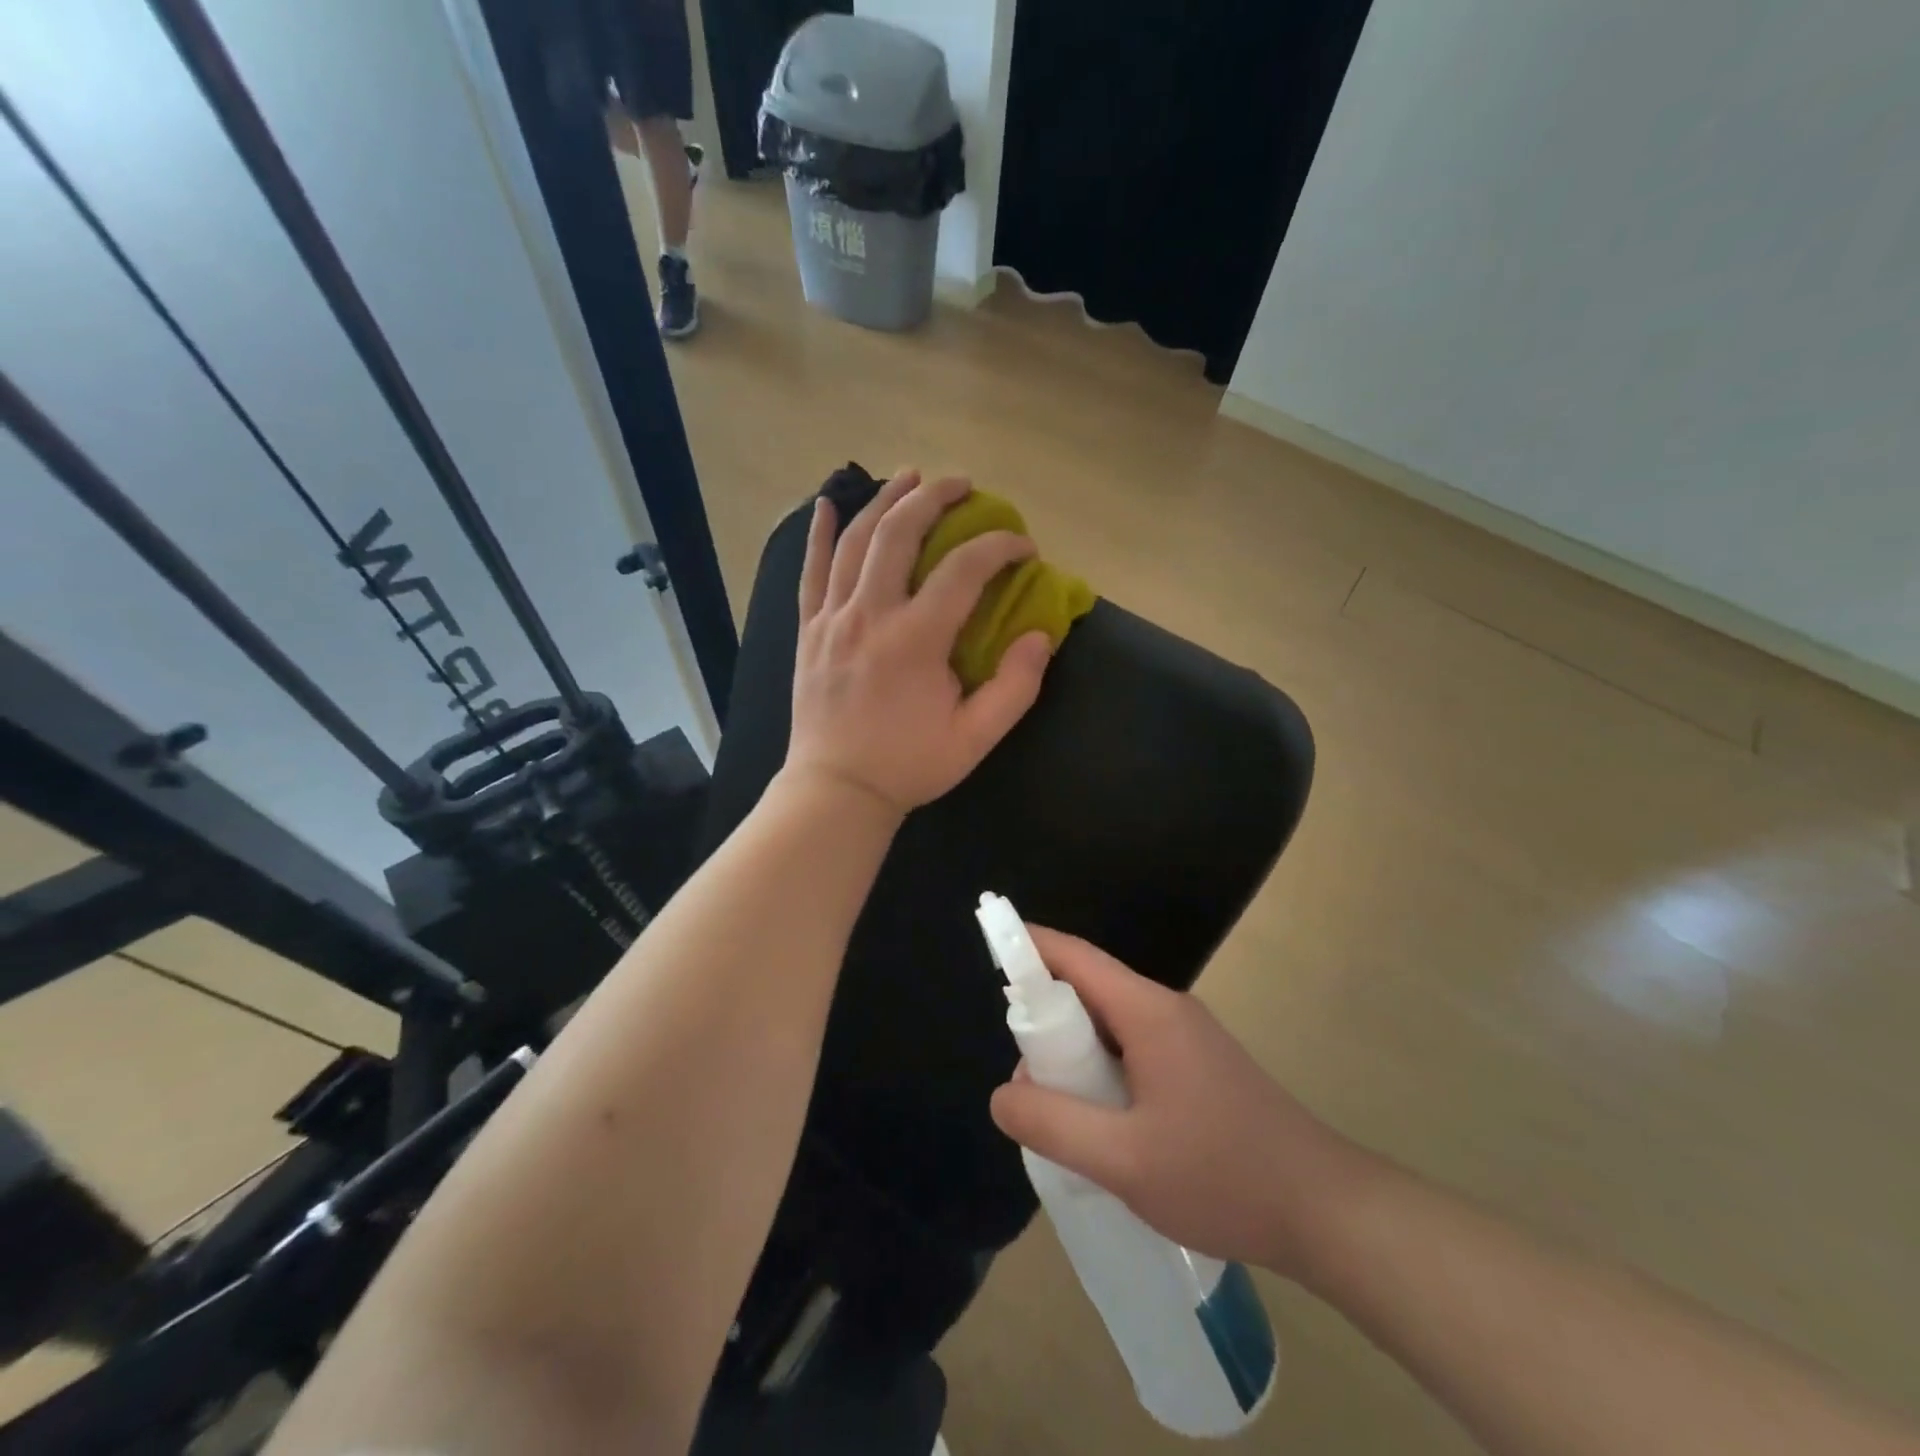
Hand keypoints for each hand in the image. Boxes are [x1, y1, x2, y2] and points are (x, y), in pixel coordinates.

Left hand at [783, 470, 1052, 817]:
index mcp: (915, 640)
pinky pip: (810, 570)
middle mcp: (870, 615)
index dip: (1000, 548)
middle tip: (963, 484)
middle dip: (936, 497)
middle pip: (900, 533)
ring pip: (855, 540)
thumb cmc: (909, 766)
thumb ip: (1015, 686)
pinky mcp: (809, 630)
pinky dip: (819, 533)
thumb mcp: (975, 738)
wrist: (837, 790)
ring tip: (909, 476)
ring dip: (884, 500)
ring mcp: (832, 618)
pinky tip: (826, 503)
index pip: (964, 570)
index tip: (1023, 547)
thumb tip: (1039, 634)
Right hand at [989, 928, 1371, 1279]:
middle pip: (1089, 987)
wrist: (1327, 1212)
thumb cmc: (1223, 1176)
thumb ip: (1054, 1125)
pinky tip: (1096, 1116)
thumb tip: (1002, 1095)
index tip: (989, 948)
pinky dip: (1100, 1065)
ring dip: (1073, 1047)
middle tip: (1018, 1067)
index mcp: (1148, 1012)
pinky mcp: (1198, 1066)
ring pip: (1110, 1021)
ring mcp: (1187, 1037)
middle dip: (1044, 1014)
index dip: (1028, 946)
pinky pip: (1132, 1047)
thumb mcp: (1124, 1160)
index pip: (1074, 957)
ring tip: (1051, 1100)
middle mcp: (1166, 1010)